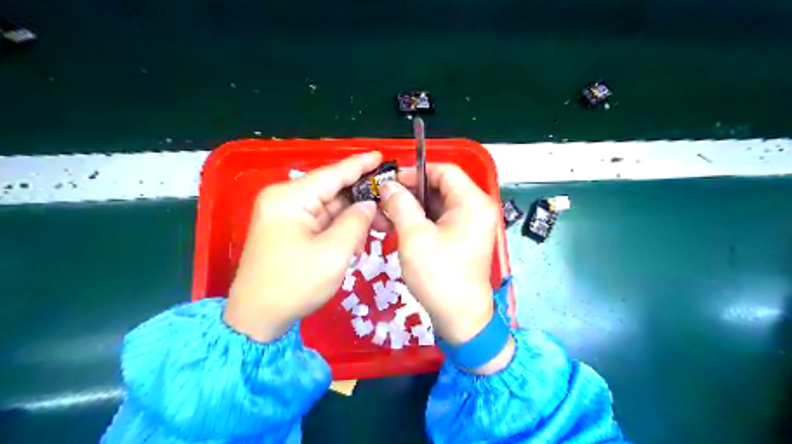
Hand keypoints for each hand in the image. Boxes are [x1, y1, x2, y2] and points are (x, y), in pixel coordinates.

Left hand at [225, 153, 385, 342]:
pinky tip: (359, 236)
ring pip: (329, 206)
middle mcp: (285, 200)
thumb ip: (355, 223)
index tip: (382, 157)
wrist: (257, 318)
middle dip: (362, 197)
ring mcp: (286, 215)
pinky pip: (322, 221)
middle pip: (332, 190)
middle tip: (391, 204)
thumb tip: (369, 205)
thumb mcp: (333, 254)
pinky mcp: (289, 230)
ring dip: (354, 215)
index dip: (360, 165)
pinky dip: (342, 226)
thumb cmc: (294, 285)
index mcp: (291, 198)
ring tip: (381, 223)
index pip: (333, 174)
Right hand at [380, 166, 503, 352]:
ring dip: (414, 206)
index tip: (391, 182)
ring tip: (389, 213)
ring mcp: (472, 224)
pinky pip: (441, 219)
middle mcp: (477, 209)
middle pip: (442, 186)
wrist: (459, 317)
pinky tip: (401, 226)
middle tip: (385, 199)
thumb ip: (400, 204)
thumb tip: (389, 186)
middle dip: (412, 190)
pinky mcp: (464, 238)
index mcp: (472, 202)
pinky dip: (422, 219)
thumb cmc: (439, 275)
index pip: (444, 171)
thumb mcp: (414, 236)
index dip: (416, 172)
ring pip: (439, 203)